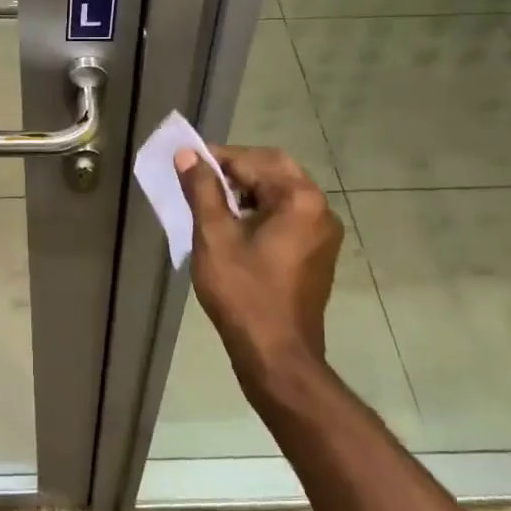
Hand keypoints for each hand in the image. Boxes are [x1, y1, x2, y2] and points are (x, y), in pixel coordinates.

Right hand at [177, 146, 341, 394]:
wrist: (277, 354)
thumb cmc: (243, 293)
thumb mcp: (214, 237)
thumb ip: (202, 190)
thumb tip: (188, 155)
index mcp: (300, 199)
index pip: (254, 161)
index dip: (218, 157)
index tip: (188, 160)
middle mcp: (321, 209)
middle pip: (275, 170)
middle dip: (237, 169)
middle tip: (201, 176)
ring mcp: (323, 233)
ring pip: (283, 193)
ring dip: (250, 189)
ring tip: (213, 200)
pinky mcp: (318, 253)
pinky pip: (290, 216)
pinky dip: (263, 210)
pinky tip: (237, 225)